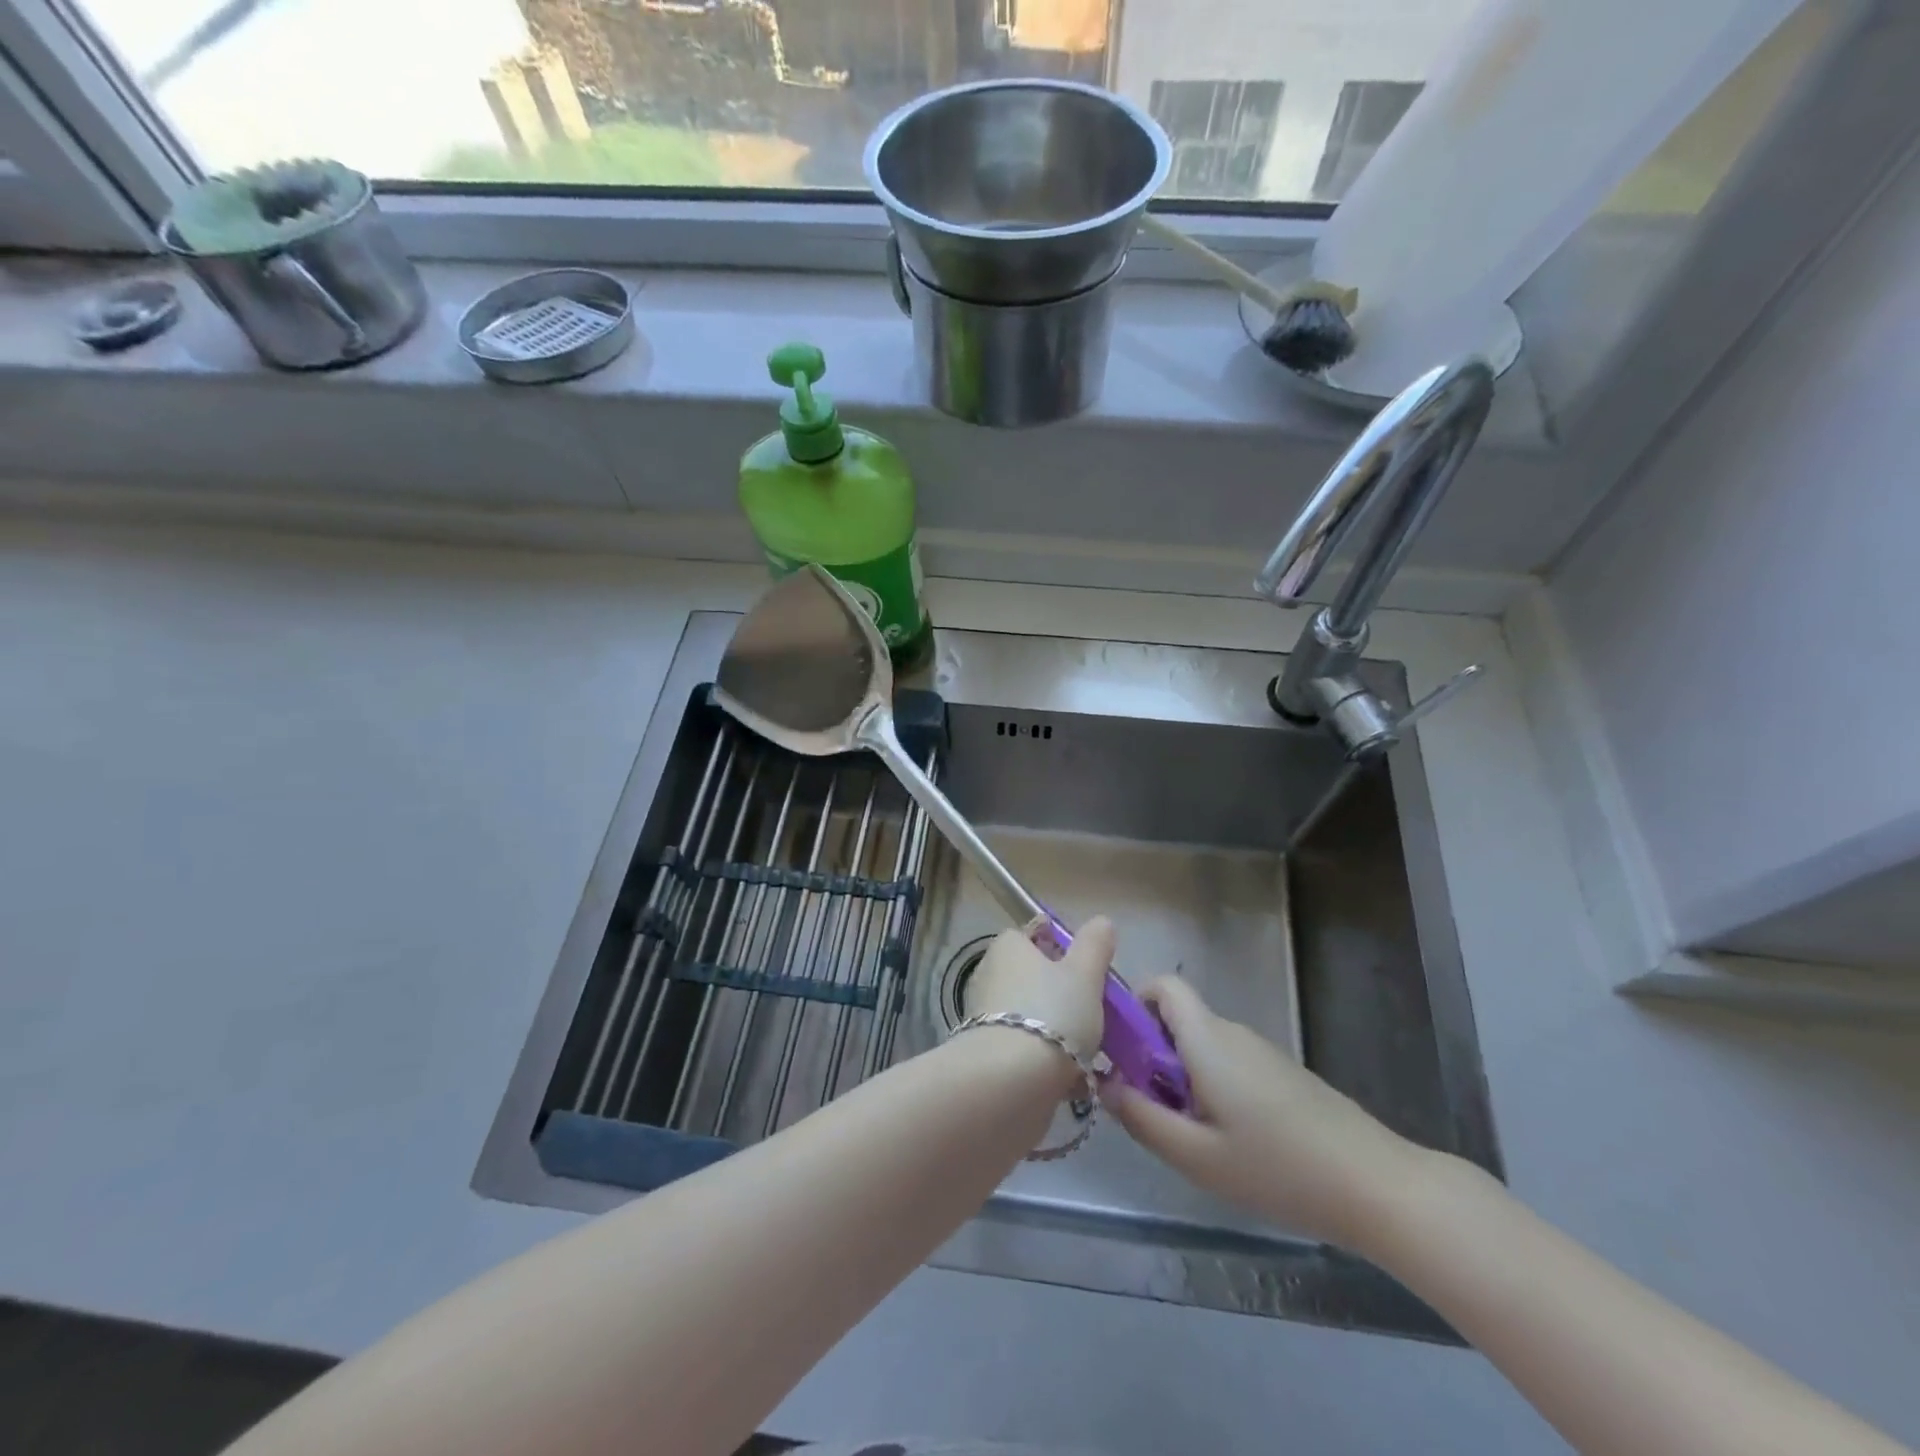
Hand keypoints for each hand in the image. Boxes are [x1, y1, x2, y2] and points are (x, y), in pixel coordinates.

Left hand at [963, 917, 1112, 1070]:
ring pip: (1031, 1015)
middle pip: (1034, 977)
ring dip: (1057, 1030)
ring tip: (1090, 1052)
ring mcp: (984, 1015)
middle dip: (1062, 994)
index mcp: (1008, 947)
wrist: (1010, 1081)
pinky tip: (1072, 1078)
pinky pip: (1024, 1047)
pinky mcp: (987, 1052)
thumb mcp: (1084, 973)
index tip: (1086, 970)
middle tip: (1094, 1013)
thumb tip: (1101, 922)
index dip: (1061, 948)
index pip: (1033, 935)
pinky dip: (1046, 1058)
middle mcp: (990, 974)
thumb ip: (1095, 945)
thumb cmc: (1052, 1013)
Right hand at [1105, 976, 1422, 1250]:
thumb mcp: (1195, 1156)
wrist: (1376, 1185)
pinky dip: (1212, 1089)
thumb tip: (1104, 1084)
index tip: (1121, 1051)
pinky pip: (1229, 1065)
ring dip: (1182, 1078)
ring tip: (1190, 1137)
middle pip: (1178, 1021)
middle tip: (1150, 1110)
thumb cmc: (1277, 1166)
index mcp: (1207, 1038)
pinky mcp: (1282, 1075)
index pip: (1163, 986)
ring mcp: (1262, 1052)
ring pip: (1203, 1047)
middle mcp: (1233, 1032)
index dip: (1134, 1005)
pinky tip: (1230, 1144)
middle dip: (1152, 1056)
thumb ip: (1141, 1117)